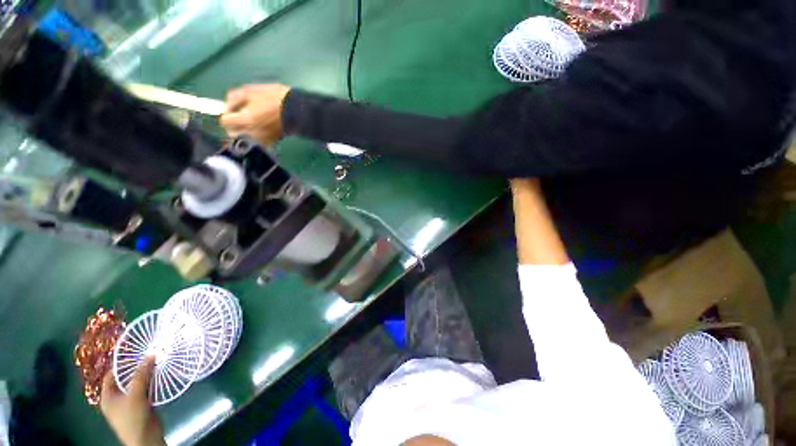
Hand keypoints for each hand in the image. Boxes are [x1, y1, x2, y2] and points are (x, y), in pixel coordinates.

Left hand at [100, 356, 164, 445]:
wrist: (146, 439)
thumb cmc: (133, 418)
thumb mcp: (136, 395)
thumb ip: (142, 375)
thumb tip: (151, 353)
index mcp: (108, 396)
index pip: (111, 375)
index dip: (121, 364)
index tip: (134, 353)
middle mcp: (116, 398)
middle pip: (125, 379)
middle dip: (136, 368)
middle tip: (149, 356)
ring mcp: (129, 403)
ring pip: (136, 384)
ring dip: (146, 375)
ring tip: (157, 363)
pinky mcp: (141, 406)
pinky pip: (144, 390)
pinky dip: (151, 383)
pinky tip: (160, 376)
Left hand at [220, 84, 291, 145]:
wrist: (298, 110)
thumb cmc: (274, 98)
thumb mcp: (251, 91)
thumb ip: (234, 98)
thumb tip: (227, 106)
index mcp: (245, 120)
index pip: (225, 121)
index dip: (227, 113)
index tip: (233, 109)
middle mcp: (252, 133)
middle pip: (233, 134)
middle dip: (233, 126)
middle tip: (238, 118)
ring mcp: (263, 139)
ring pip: (245, 140)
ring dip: (243, 133)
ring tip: (248, 124)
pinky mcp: (272, 141)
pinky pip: (257, 142)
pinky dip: (255, 137)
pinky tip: (259, 129)